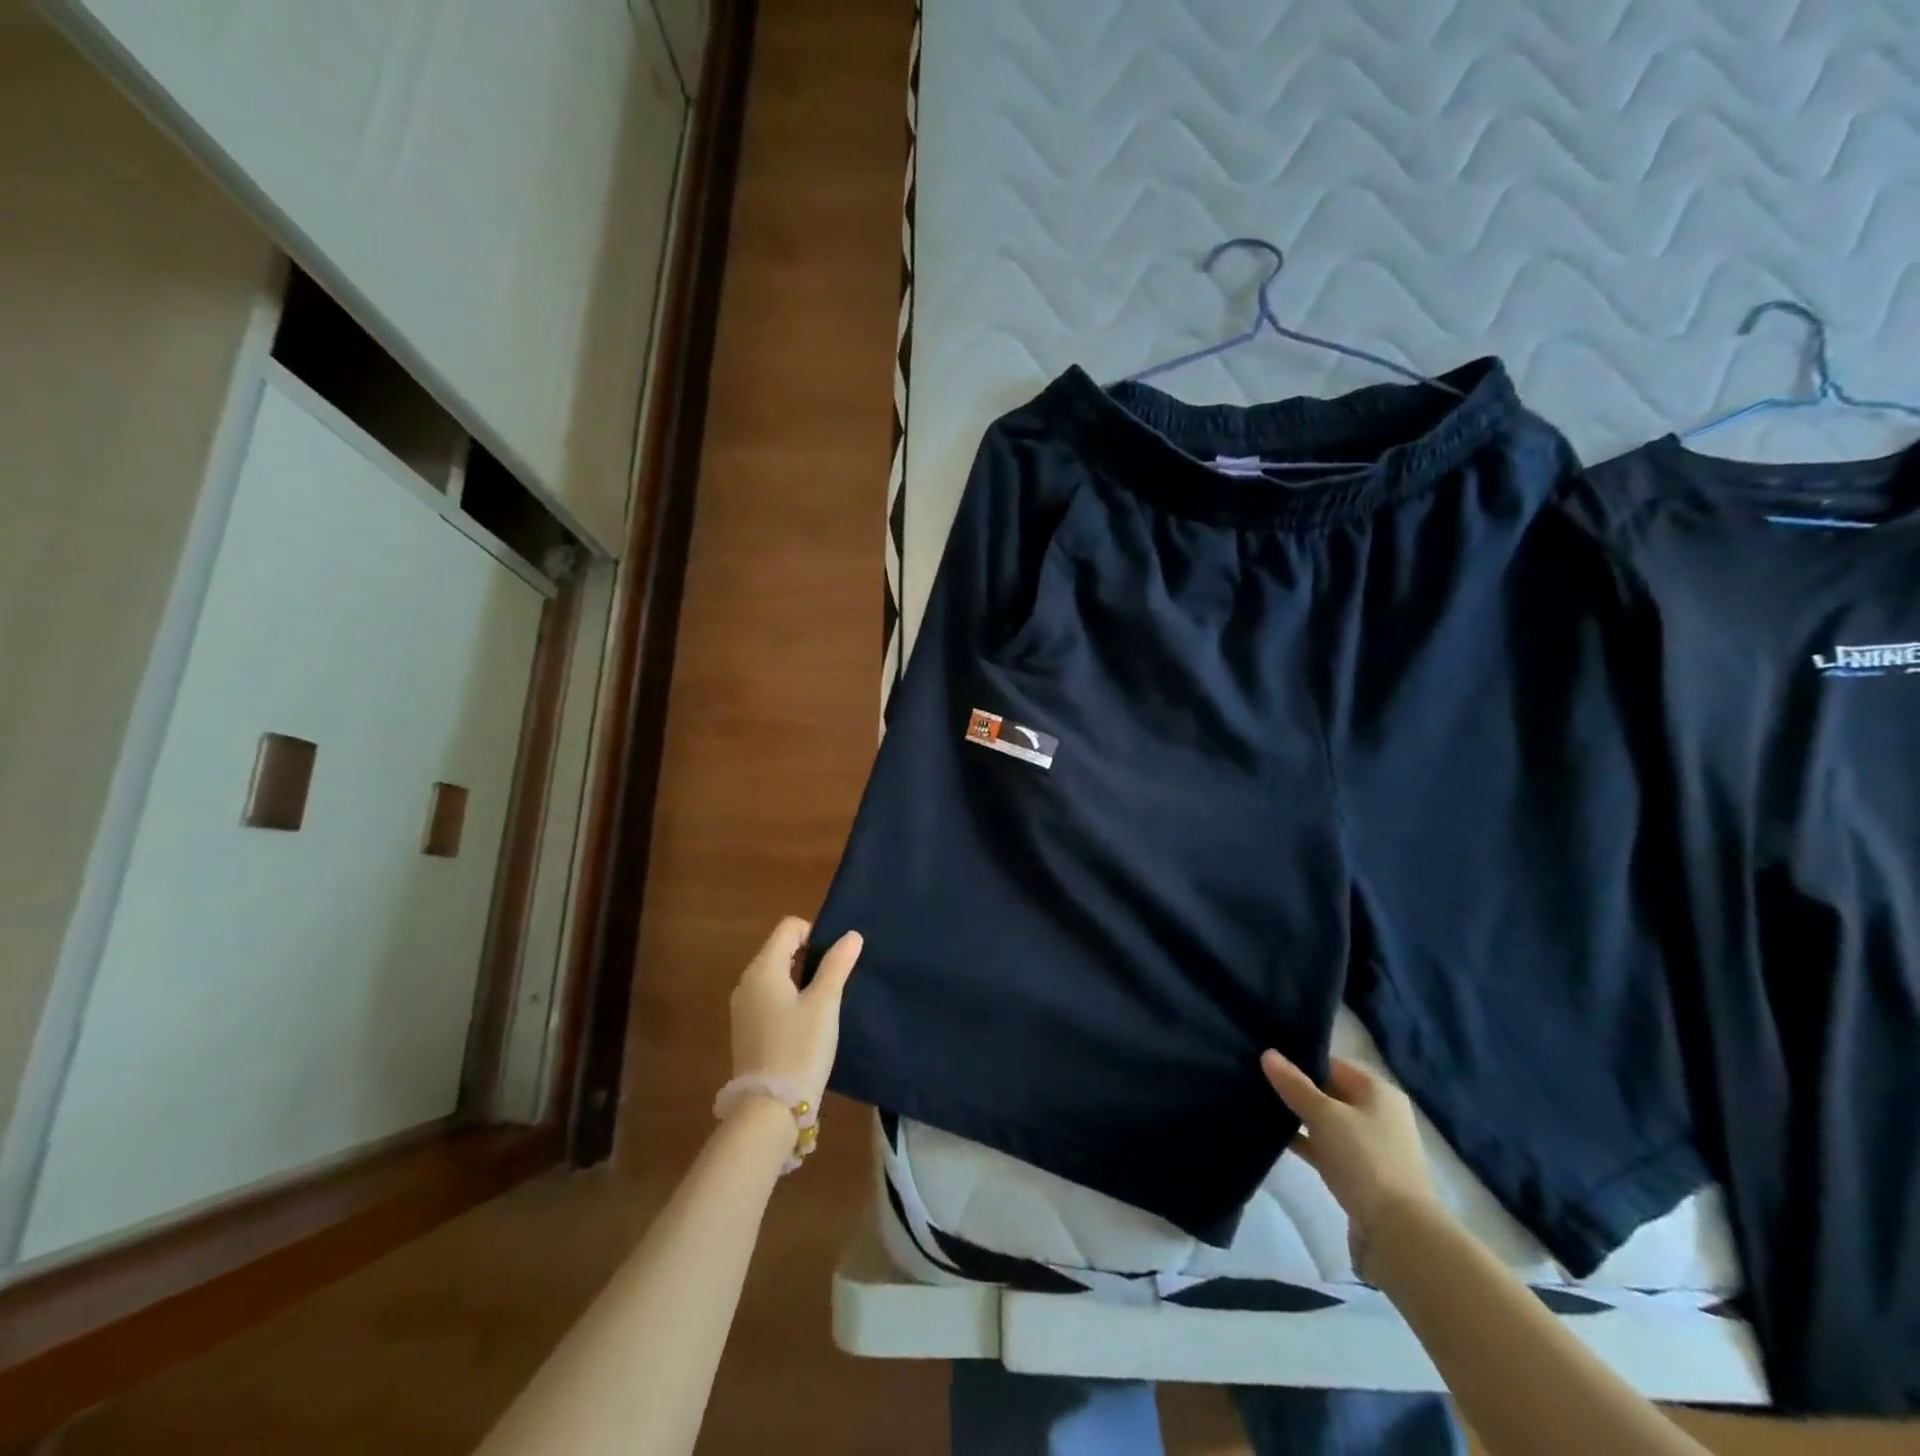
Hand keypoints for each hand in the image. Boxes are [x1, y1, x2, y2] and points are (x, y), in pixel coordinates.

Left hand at [729, 918, 862, 1107]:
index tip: (835, 961)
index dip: (815, 934)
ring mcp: (743, 1007)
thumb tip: (851, 935)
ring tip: (825, 1004)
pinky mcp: (746, 1030)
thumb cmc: (800, 1048)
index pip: (789, 927)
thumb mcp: (825, 1004)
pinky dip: (789, 999)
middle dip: (809, 957)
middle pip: (780, 949)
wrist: (769, 1110)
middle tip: (835, 982)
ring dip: (800, 979)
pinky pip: (769, 998)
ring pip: (776, 975)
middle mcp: (747, 982)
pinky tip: (807, 1025)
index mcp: (763, 969)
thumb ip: (837, 965)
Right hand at [1262, 1051, 1438, 1279]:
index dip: (1300, 1060)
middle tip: (1255, 1080)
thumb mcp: (1324, 1115)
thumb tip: (1268, 1053)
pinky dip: (1305, 1143)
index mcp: (1378, 1091)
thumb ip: (1294, 1084)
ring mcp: (1369, 1147)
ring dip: (1298, 1117)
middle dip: (1296, 1088)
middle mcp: (1377, 1114)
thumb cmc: (1364, 1160)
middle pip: (1329, 1091)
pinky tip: (1274, 1139)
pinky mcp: (1359, 1174)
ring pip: (1325, 1122)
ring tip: (1258, 1105)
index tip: (1265, 1059)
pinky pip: (1326, 1148)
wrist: (1398, 1235)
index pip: (1332, 1063)